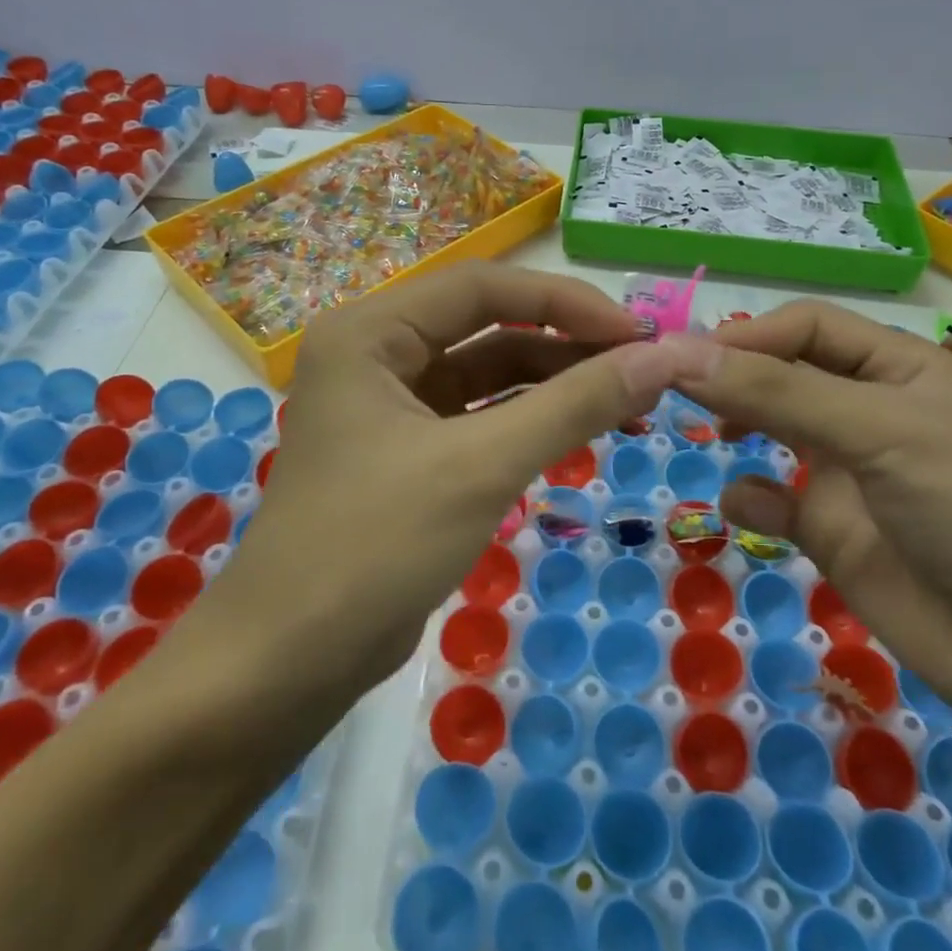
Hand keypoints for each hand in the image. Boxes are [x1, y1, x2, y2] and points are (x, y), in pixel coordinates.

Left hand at [209, 263, 724, 694]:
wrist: (288, 663)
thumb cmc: (373, 547)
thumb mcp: (482, 466)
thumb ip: (574, 404)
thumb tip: (663, 357)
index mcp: (370, 332)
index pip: (483, 287)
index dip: (567, 302)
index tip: (639, 336)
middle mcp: (376, 354)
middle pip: (487, 326)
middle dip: (567, 346)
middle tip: (644, 372)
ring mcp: (390, 405)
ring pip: (488, 374)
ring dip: (555, 384)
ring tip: (630, 406)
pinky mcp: (408, 451)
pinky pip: (480, 417)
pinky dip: (530, 421)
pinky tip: (582, 433)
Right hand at [677, 300, 951, 727]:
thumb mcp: (881, 432)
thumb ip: (778, 392)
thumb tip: (679, 355)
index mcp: (896, 368)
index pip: (806, 327)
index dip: (748, 335)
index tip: (688, 359)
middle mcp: (867, 411)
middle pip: (782, 373)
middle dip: (733, 378)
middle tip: (675, 392)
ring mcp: (847, 474)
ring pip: (771, 432)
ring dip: (737, 427)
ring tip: (710, 437)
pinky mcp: (832, 532)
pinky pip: (772, 502)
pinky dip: (750, 500)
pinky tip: (748, 509)